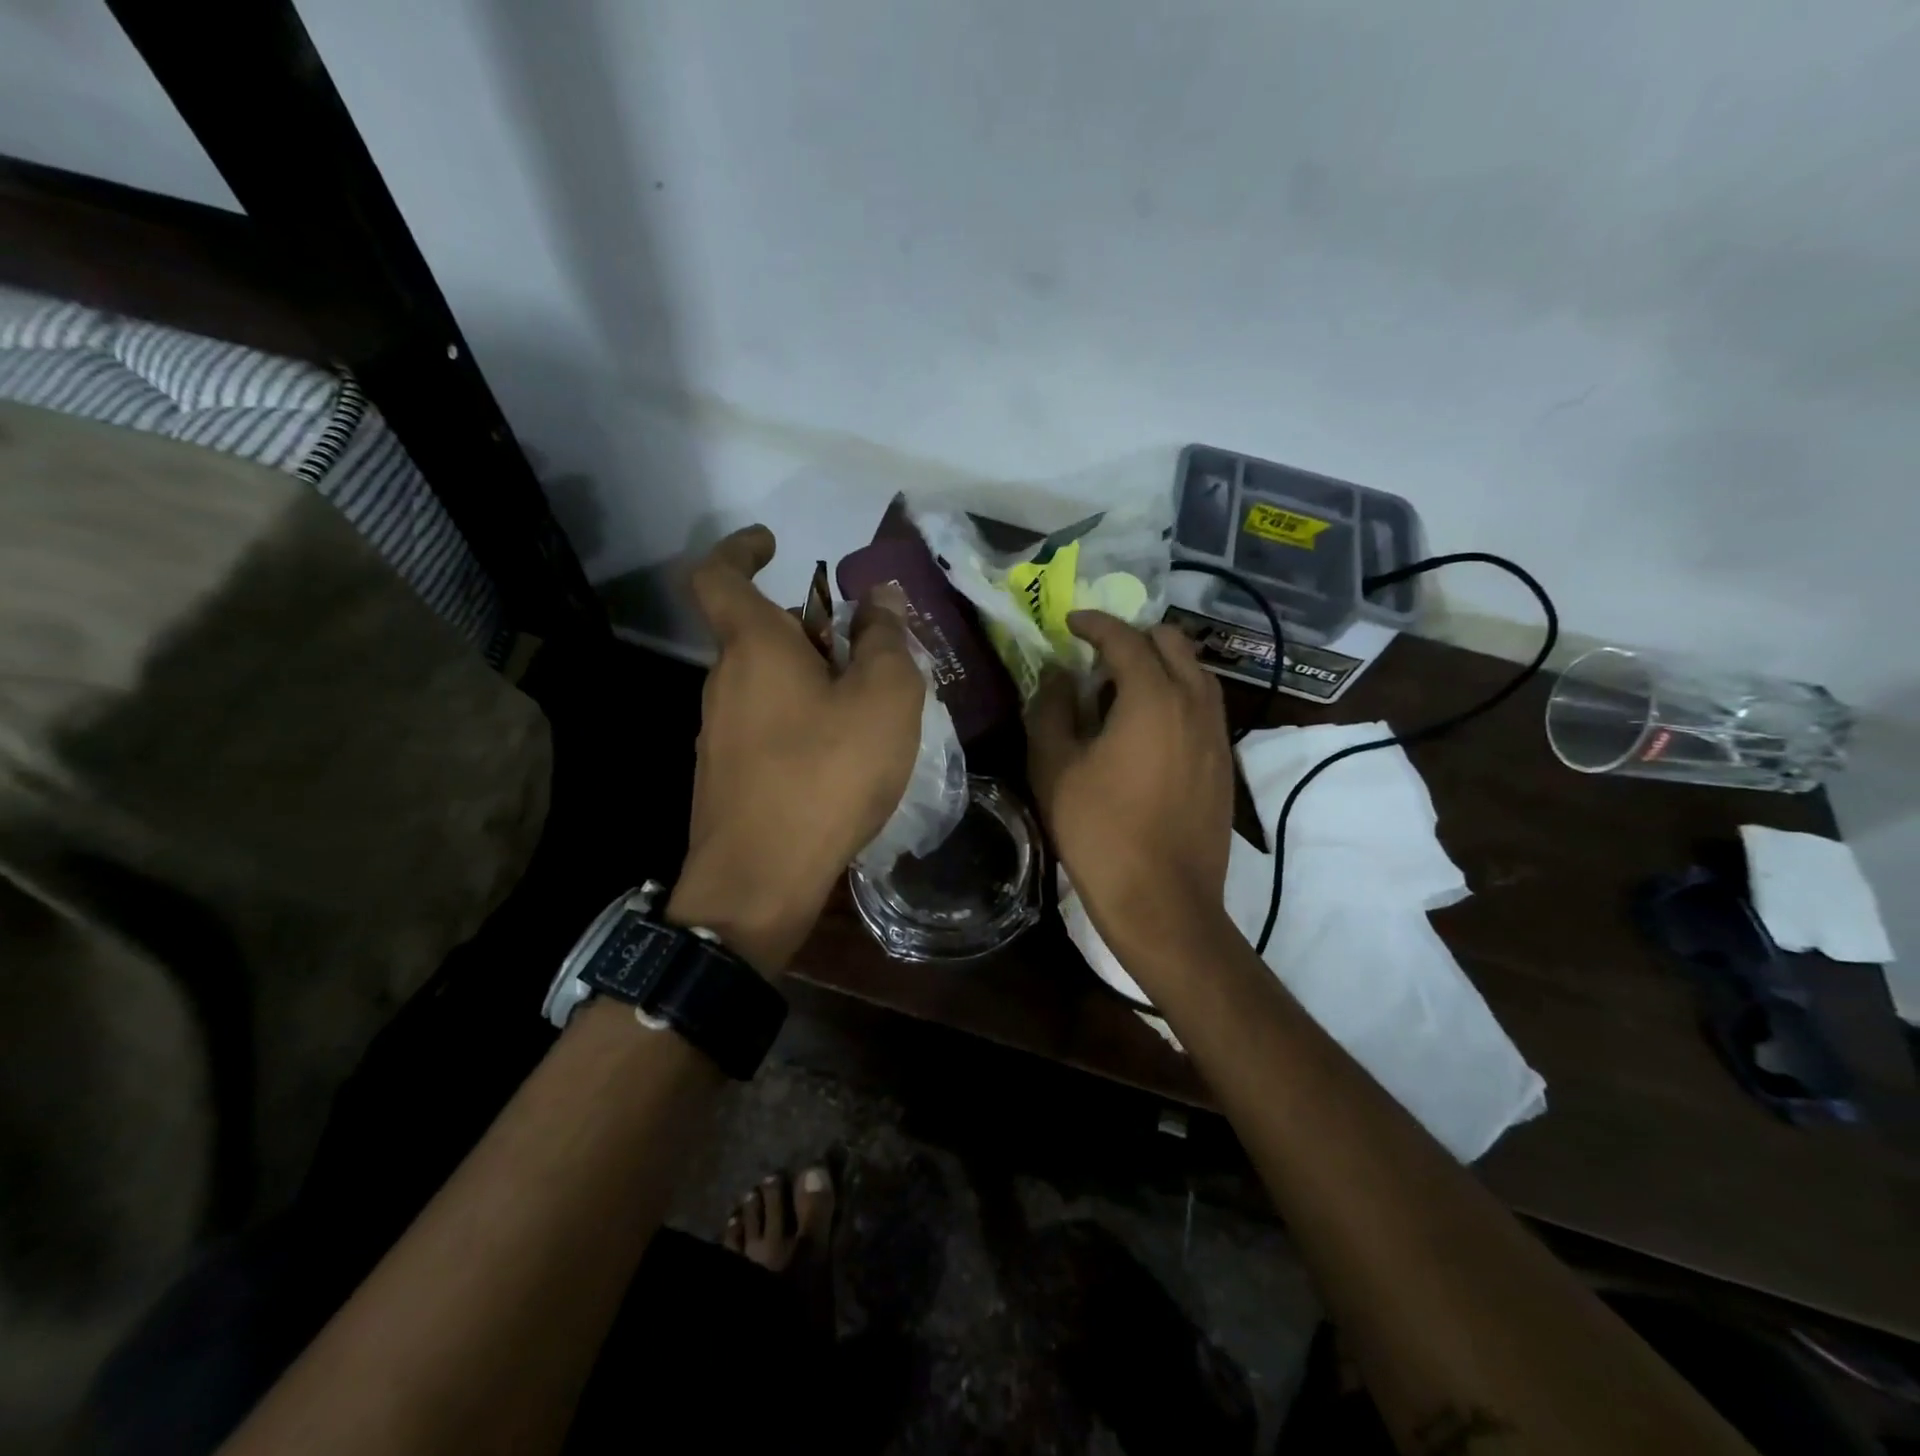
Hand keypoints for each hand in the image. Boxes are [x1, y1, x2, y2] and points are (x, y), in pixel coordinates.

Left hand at [667, 527, 924, 973]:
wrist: (760, 880)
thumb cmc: (826, 775)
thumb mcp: (883, 699)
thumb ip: (885, 639)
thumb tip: (878, 597)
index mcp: (753, 647)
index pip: (719, 575)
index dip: (741, 549)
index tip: (774, 544)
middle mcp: (723, 682)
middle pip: (759, 633)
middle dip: (810, 629)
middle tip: (867, 653)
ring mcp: (716, 732)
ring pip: (765, 683)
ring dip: (810, 679)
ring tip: (866, 711)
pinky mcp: (724, 775)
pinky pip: (765, 725)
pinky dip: (800, 720)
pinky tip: (839, 758)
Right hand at [1026, 612, 1234, 964]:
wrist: (1163, 901)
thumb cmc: (1099, 832)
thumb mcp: (1055, 767)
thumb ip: (1053, 710)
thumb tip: (1062, 677)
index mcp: (1153, 697)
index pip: (1126, 638)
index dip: (1095, 624)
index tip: (1071, 623)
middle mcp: (1195, 704)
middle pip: (1173, 643)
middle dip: (1135, 637)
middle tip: (1098, 656)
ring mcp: (1216, 735)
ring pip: (1195, 674)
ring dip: (1161, 665)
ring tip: (1123, 689)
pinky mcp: (1224, 764)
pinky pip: (1204, 707)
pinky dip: (1177, 695)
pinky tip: (1148, 727)